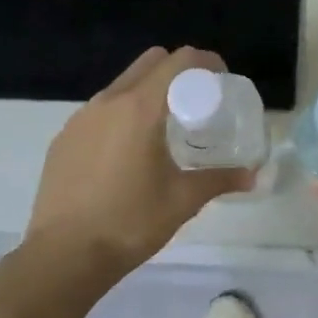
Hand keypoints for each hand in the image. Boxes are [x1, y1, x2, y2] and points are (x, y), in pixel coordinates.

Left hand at [26, 46, 254, 281]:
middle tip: (196, 101)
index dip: (206, 62)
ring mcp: (81, 118)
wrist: (63, 256)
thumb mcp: (183, 200)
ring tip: (162, 128)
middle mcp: (108, 102)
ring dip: (148, 92)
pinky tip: (127, 152)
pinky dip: (121, 115)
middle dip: (178, 71)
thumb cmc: (130, 222)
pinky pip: (100, 110)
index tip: (221, 80)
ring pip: (122, 85)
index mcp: (140, 108)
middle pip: (150, 62)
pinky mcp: (64, 138)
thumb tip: (254, 175)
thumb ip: (220, 179)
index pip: (179, 61)